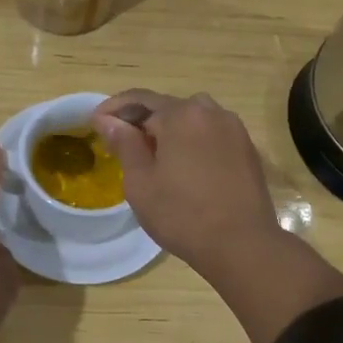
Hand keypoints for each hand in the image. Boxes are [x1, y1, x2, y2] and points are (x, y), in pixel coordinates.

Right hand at [91, 90, 280, 277]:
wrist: (242, 244)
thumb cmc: (182, 214)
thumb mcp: (141, 182)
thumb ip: (124, 144)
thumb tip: (107, 120)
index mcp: (182, 115)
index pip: (140, 98)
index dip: (114, 108)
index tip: (95, 122)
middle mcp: (211, 112)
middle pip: (168, 107)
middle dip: (142, 120)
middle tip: (122, 143)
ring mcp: (234, 129)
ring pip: (193, 119)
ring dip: (169, 130)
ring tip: (153, 155)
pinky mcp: (247, 149)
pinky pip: (211, 134)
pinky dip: (192, 141)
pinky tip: (184, 166)